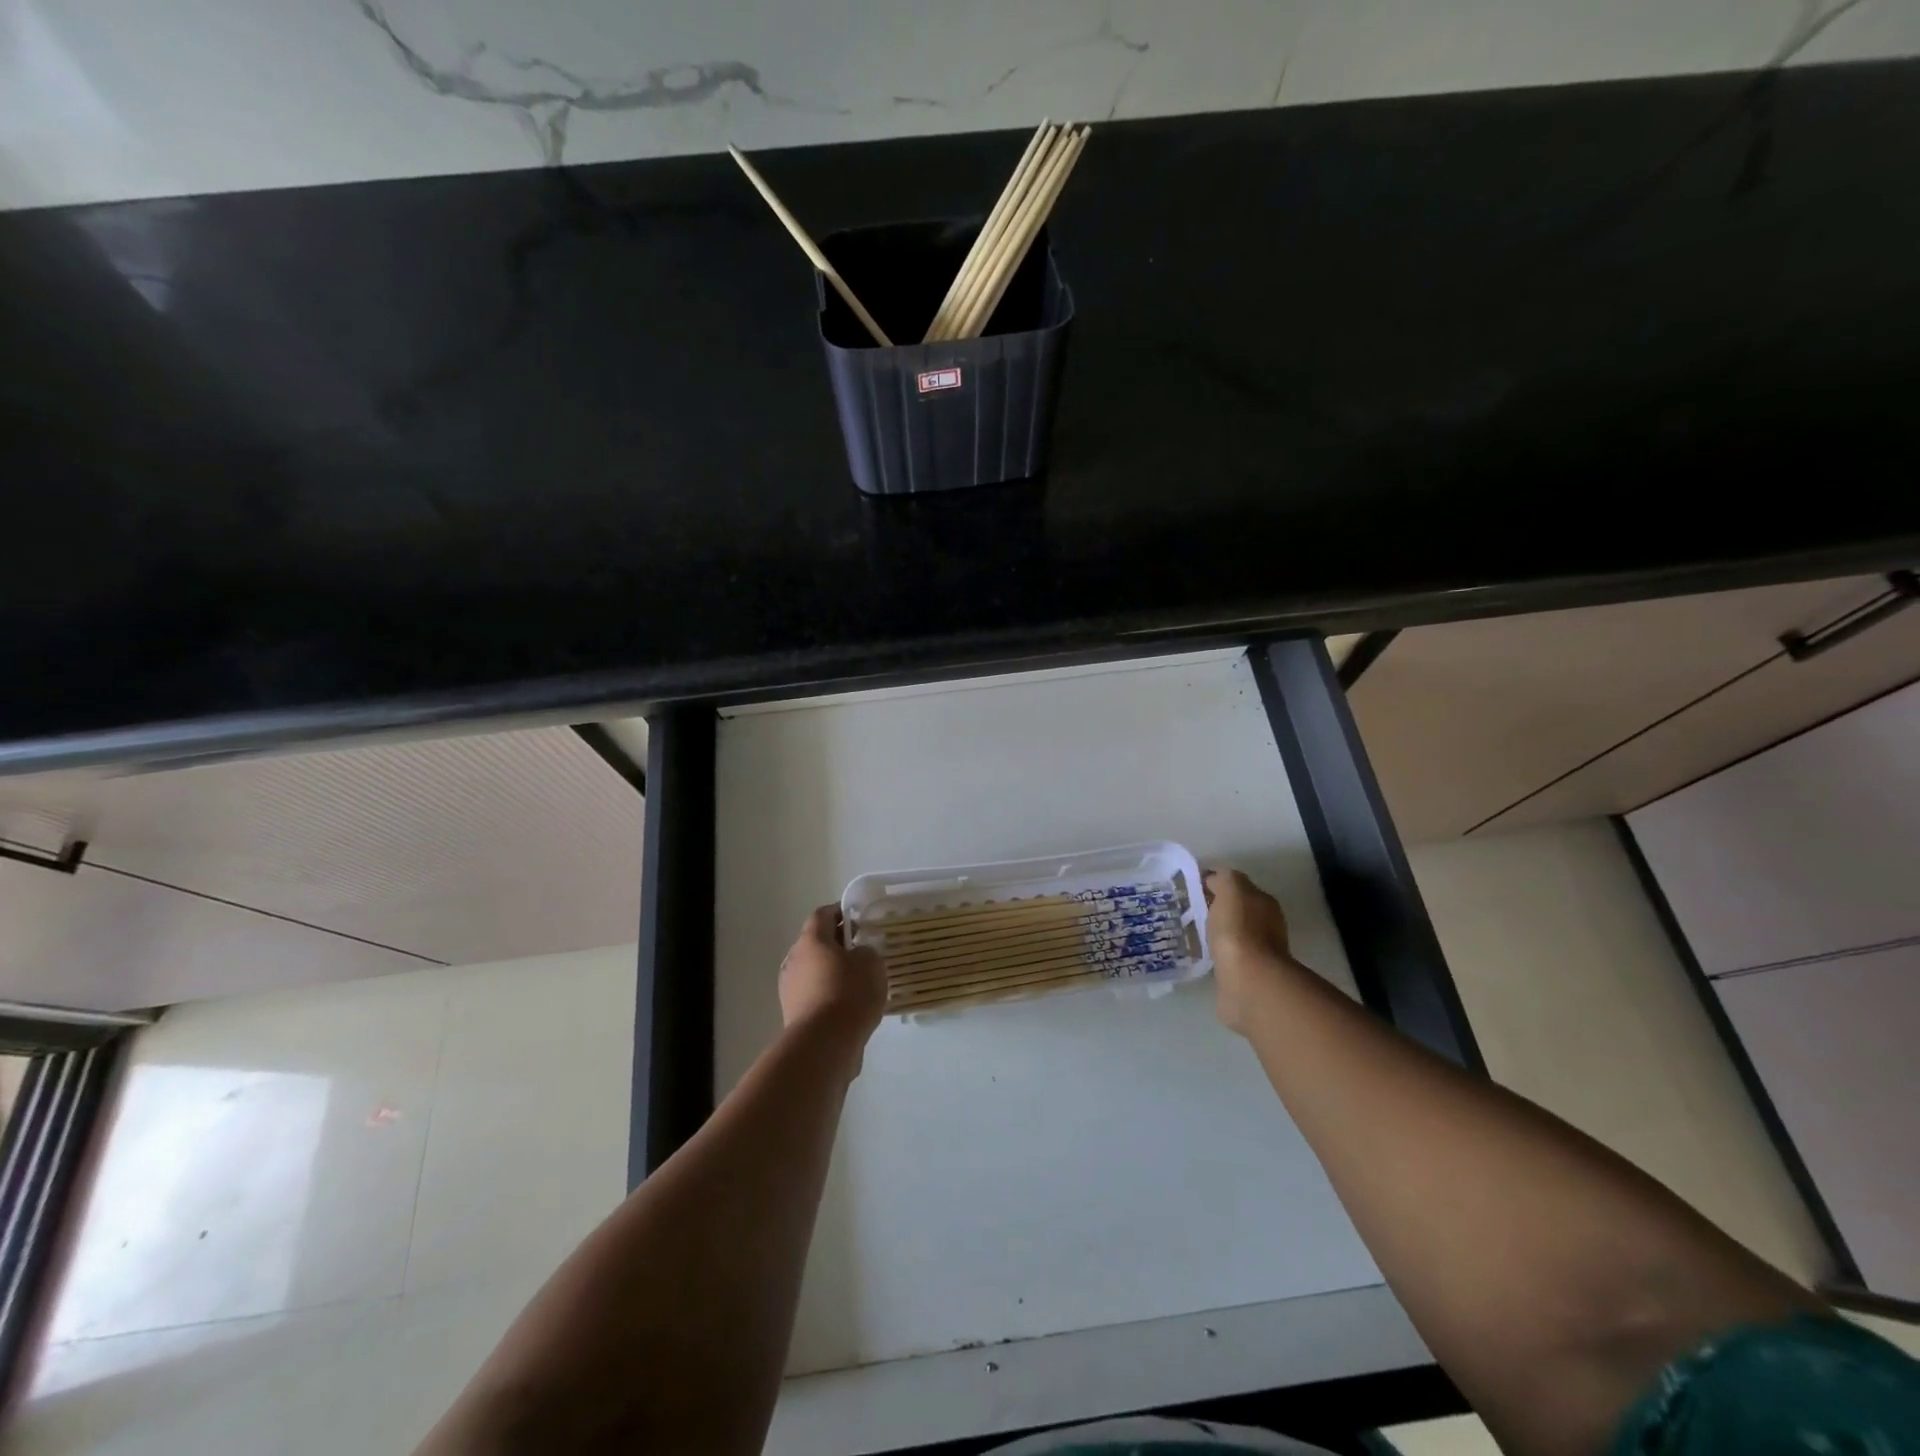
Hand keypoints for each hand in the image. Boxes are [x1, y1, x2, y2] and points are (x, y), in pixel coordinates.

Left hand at [779, 906, 887, 1067]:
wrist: (824, 1044)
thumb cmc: (849, 993)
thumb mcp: (871, 963)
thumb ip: (866, 951)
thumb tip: (858, 955)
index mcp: (811, 940)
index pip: (822, 914)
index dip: (840, 912)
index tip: (858, 918)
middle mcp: (795, 960)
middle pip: (816, 943)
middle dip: (837, 944)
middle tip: (861, 950)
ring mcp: (790, 988)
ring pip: (814, 970)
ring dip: (832, 972)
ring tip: (858, 981)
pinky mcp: (793, 1014)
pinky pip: (814, 995)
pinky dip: (829, 994)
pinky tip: (849, 1006)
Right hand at [1203, 869, 1294, 1035]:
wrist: (1248, 981)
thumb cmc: (1239, 930)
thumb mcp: (1231, 889)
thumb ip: (1224, 878)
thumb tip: (1214, 879)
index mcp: (1263, 903)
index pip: (1236, 886)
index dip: (1214, 883)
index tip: (1189, 888)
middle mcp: (1265, 926)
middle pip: (1235, 910)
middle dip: (1213, 908)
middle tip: (1185, 909)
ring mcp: (1256, 953)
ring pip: (1229, 934)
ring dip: (1214, 932)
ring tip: (1188, 932)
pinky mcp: (1243, 975)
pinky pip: (1224, 957)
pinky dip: (1213, 953)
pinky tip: (1197, 953)